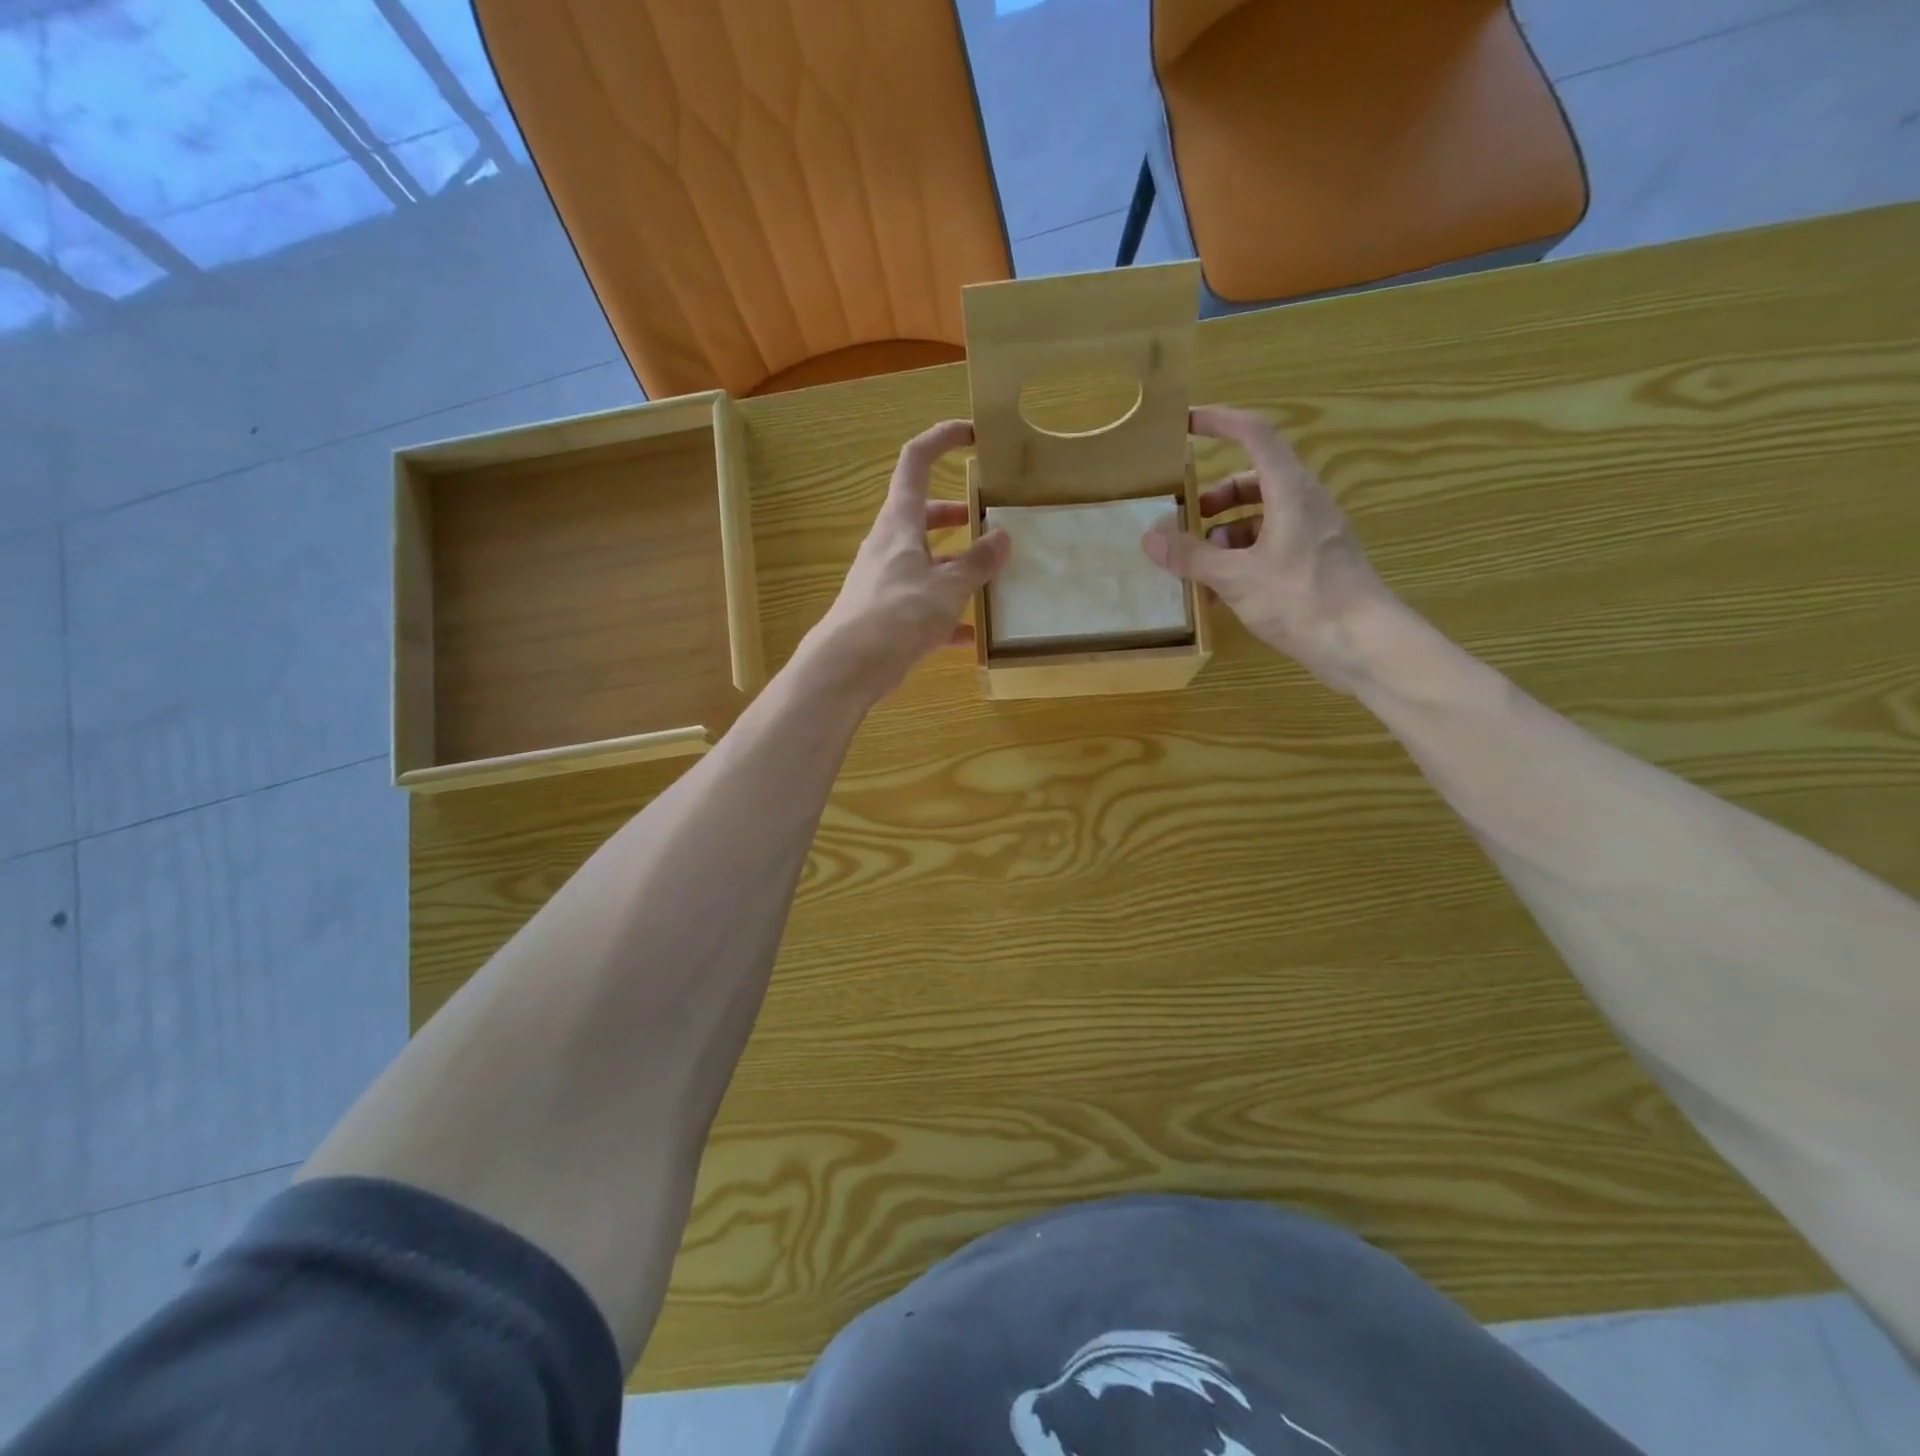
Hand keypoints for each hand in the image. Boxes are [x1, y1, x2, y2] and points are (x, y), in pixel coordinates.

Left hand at [803, 420, 1010, 700]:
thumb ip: (977, 562)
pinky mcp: (887, 614)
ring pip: (925, 561)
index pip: (916, 462)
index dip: (942, 439)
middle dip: (956, 513)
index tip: (972, 435)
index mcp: (900, 522)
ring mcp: (886, 580)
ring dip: (955, 565)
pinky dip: (947, 613)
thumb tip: (1002, 537)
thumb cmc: (898, 614)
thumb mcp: (947, 587)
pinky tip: (972, 634)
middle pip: (922, 515)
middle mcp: (889, 545)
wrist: (849, 665)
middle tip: (989, 521)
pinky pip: (923, 604)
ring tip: (990, 577)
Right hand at [1142, 404, 1399, 693]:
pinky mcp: (1314, 563)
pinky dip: (1242, 558)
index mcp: (1290, 491)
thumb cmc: (1301, 599)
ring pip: (1261, 517)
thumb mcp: (1236, 578)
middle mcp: (1304, 503)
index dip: (1219, 422)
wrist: (1362, 643)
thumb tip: (1150, 538)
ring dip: (1226, 533)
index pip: (1254, 435)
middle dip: (1216, 497)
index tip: (1185, 422)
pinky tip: (1221, 593)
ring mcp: (1312, 534)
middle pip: (1254, 480)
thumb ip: (1191, 556)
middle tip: (1186, 519)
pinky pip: (1271, 546)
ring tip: (1200, 566)